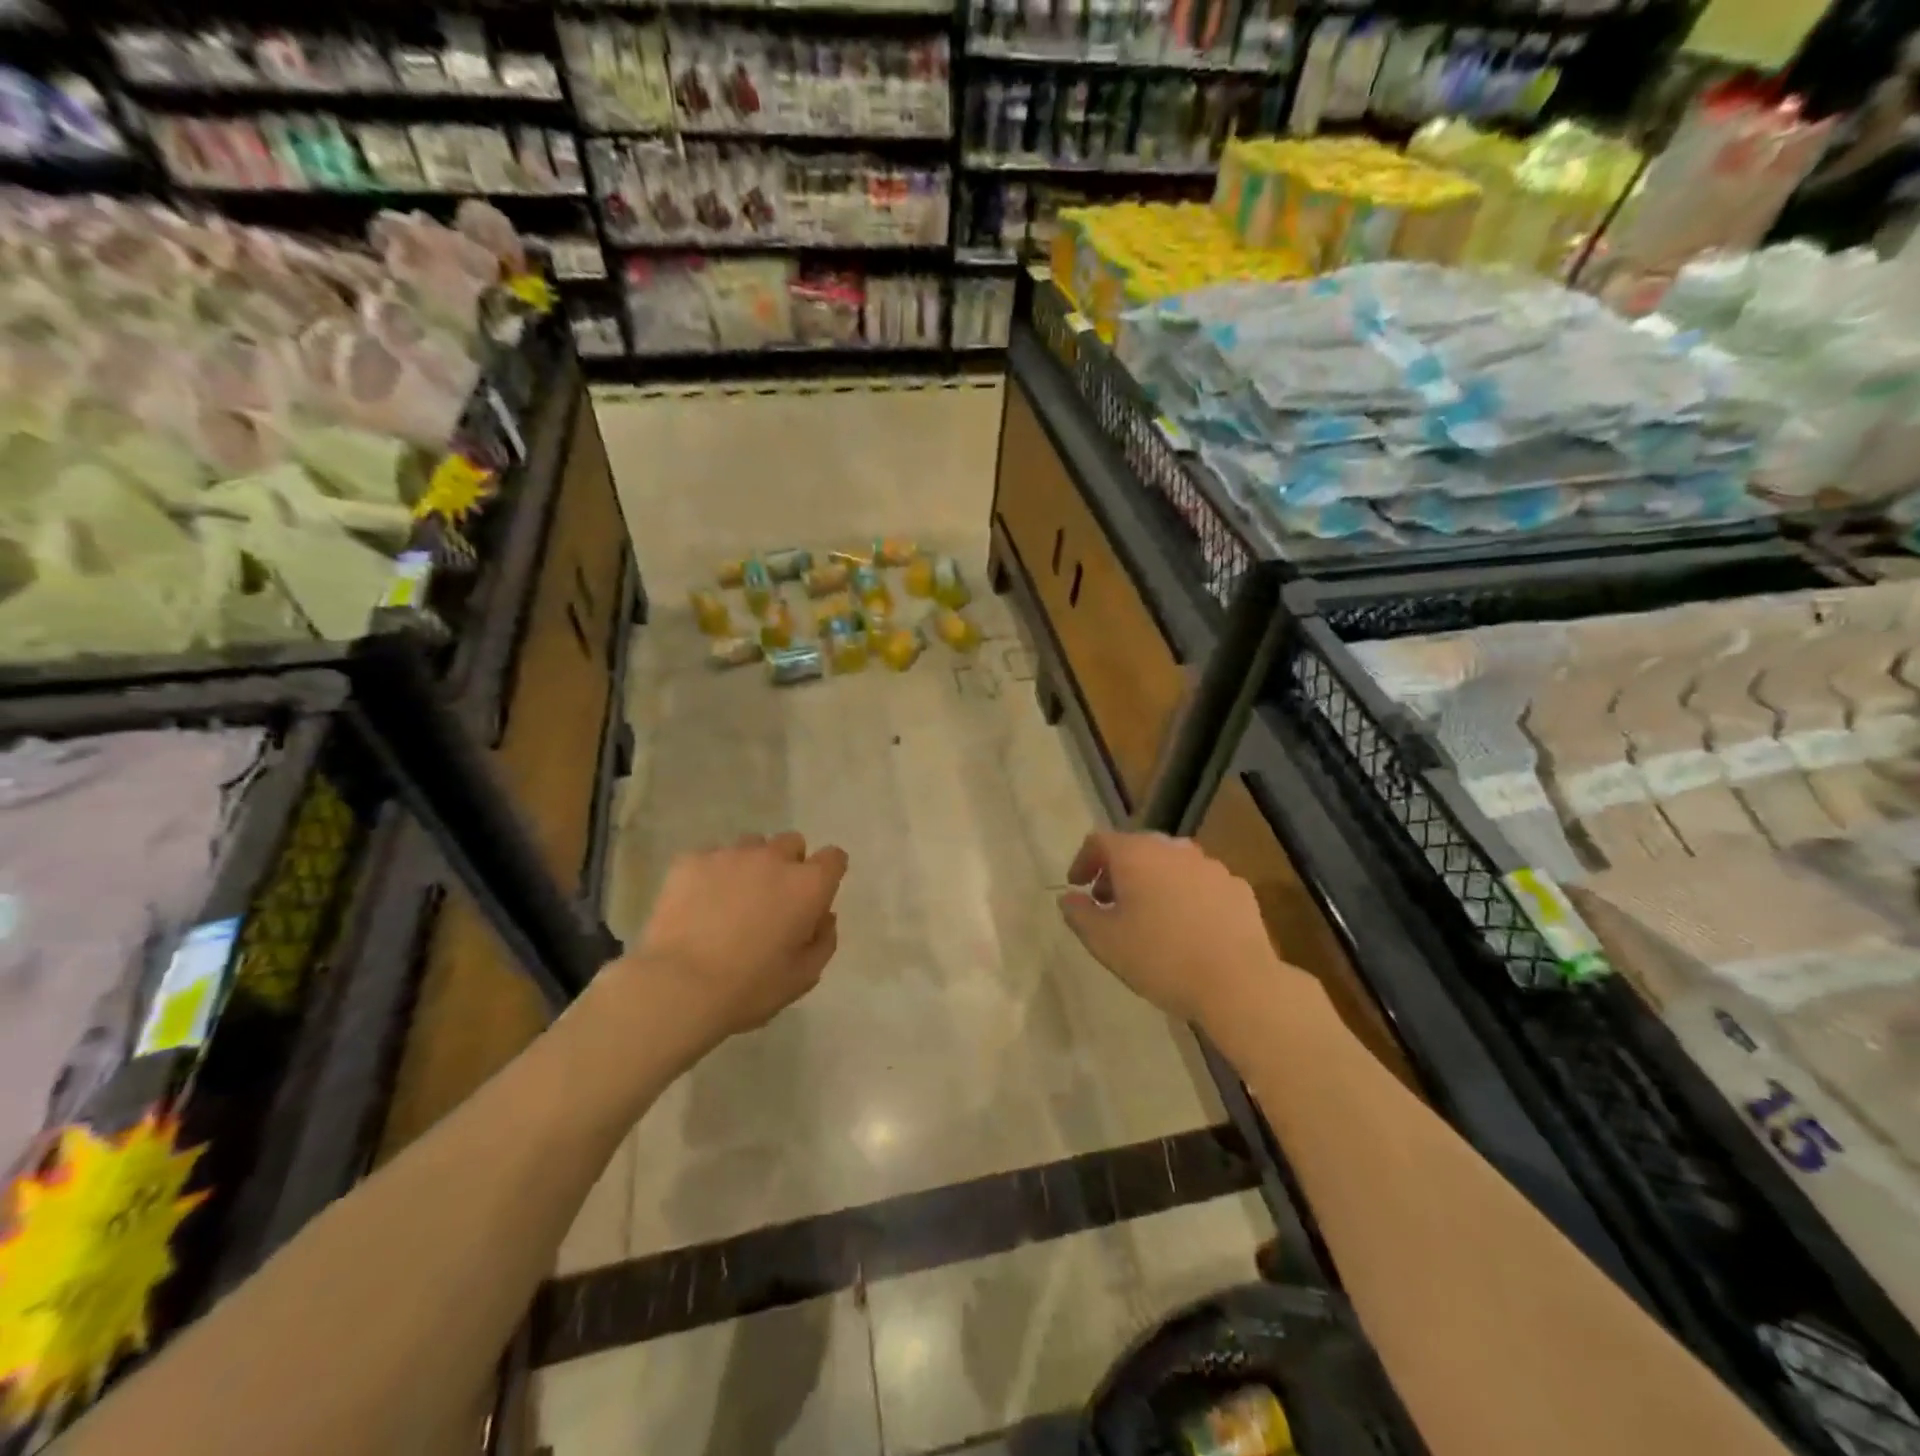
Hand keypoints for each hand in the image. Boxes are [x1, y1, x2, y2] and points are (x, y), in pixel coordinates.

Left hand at [634, 831, 848, 1040]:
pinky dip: (711, 874)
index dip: (827, 873)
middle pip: (792, 843)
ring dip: (750, 865)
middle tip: (772, 898)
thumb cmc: (750, 988)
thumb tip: (824, 916)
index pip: (834, 857)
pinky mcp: (691, 860)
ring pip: (750, 845)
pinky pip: (710, 857)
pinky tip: (698, 903)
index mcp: (808, 885)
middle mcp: (774, 858)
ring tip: (731, 899)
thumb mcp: (804, 976)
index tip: (815, 894)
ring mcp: (730, 854)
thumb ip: (824, 940)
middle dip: (788, 864)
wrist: (679, 987)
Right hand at [1057, 831, 1287, 1025]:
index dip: (1083, 861)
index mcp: (1136, 854)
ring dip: (1153, 881)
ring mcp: (1210, 865)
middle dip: (1118, 871)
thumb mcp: (1104, 942)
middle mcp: (1173, 849)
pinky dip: (1185, 895)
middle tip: (1108, 902)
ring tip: (1148, 915)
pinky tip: (1187, 927)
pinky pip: (1200, 883)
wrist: (1238, 982)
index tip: (1077, 887)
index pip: (1099, 841)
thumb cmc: (1161, 958)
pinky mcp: (1238, 887)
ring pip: (1170, 864)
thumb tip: (1068, 898)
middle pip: (1136, 848)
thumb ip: (1079, 915)